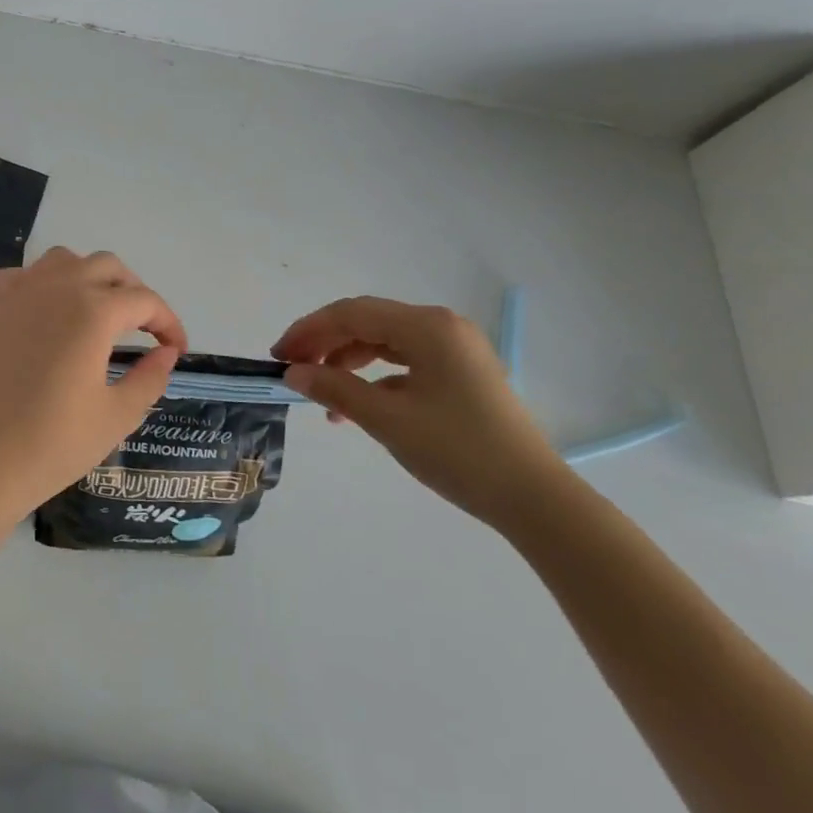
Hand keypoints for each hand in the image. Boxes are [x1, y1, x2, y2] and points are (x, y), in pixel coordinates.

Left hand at [0, 247, 185, 516]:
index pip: (144, 301)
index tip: (176, 349)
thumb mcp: (117, 416)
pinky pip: (21, 275)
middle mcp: (57, 288)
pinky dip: (41, 282)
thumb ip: (151, 377)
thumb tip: (166, 353)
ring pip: (64, 261)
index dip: (168, 322)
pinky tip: (45, 310)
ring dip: (89, 277)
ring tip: (97, 312)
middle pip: (108, 267)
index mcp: (94, 312)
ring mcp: (18, 293)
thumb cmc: (54, 445)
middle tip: (143, 328)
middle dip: (133, 292)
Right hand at [272, 297, 566, 527]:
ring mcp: (455, 348)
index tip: (278, 356)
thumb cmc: (458, 451)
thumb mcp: (387, 420)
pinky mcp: (461, 372)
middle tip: (293, 370)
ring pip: (385, 341)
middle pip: (368, 322)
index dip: (308, 331)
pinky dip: (376, 377)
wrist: (534, 498)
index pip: (351, 314)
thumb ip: (335, 389)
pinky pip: (406, 361)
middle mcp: (441, 325)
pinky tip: (358, 405)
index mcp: (426, 326)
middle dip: (325, 344)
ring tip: (322, 395)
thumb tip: (293, 373)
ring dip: (347, 362)